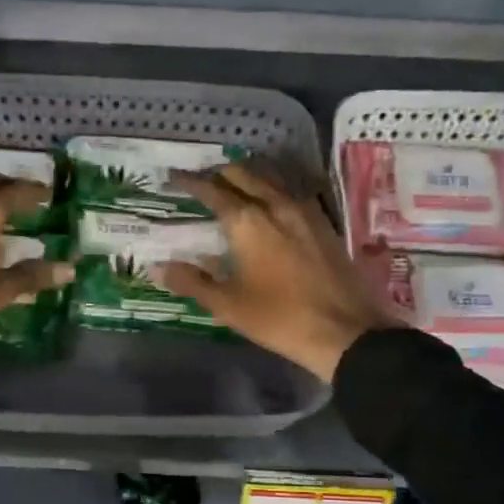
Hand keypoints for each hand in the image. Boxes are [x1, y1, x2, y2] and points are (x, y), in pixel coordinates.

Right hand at [154, 163, 402, 382]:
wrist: (344, 331)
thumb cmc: (279, 319)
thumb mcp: (228, 305)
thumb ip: (192, 282)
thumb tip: (158, 267)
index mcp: (247, 221)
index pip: (211, 190)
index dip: (189, 182)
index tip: (172, 178)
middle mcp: (275, 204)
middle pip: (243, 174)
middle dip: (219, 173)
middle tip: (202, 180)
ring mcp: (305, 210)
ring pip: (271, 178)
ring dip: (248, 175)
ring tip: (233, 183)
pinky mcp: (324, 222)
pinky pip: (293, 192)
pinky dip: (274, 188)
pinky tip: (271, 201)